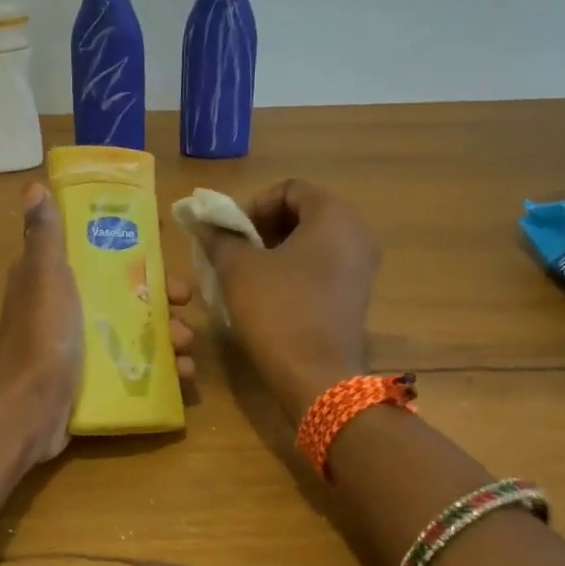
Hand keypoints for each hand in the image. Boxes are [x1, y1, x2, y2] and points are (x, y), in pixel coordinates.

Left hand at [0, 183, 197, 464]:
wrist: (29, 408)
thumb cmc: (42, 335)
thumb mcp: (45, 276)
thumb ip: (45, 235)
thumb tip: (34, 186)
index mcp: (54, 280)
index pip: (99, 254)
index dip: (133, 251)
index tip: (164, 253)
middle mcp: (67, 310)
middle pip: (125, 294)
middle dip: (161, 299)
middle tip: (183, 305)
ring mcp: (81, 348)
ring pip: (136, 332)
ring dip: (168, 337)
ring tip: (187, 348)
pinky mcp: (94, 381)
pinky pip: (136, 368)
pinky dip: (162, 371)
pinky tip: (184, 377)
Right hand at [189, 178, 378, 418]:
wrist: (316, 376)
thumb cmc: (277, 310)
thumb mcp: (238, 268)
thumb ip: (220, 237)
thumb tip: (204, 222)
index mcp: (334, 215)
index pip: (288, 189)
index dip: (252, 205)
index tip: (229, 232)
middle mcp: (356, 234)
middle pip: (301, 213)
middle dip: (261, 228)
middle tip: (232, 251)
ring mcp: (360, 267)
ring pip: (310, 243)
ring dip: (273, 251)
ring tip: (243, 274)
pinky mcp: (354, 295)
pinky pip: (320, 268)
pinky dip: (291, 272)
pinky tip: (265, 295)